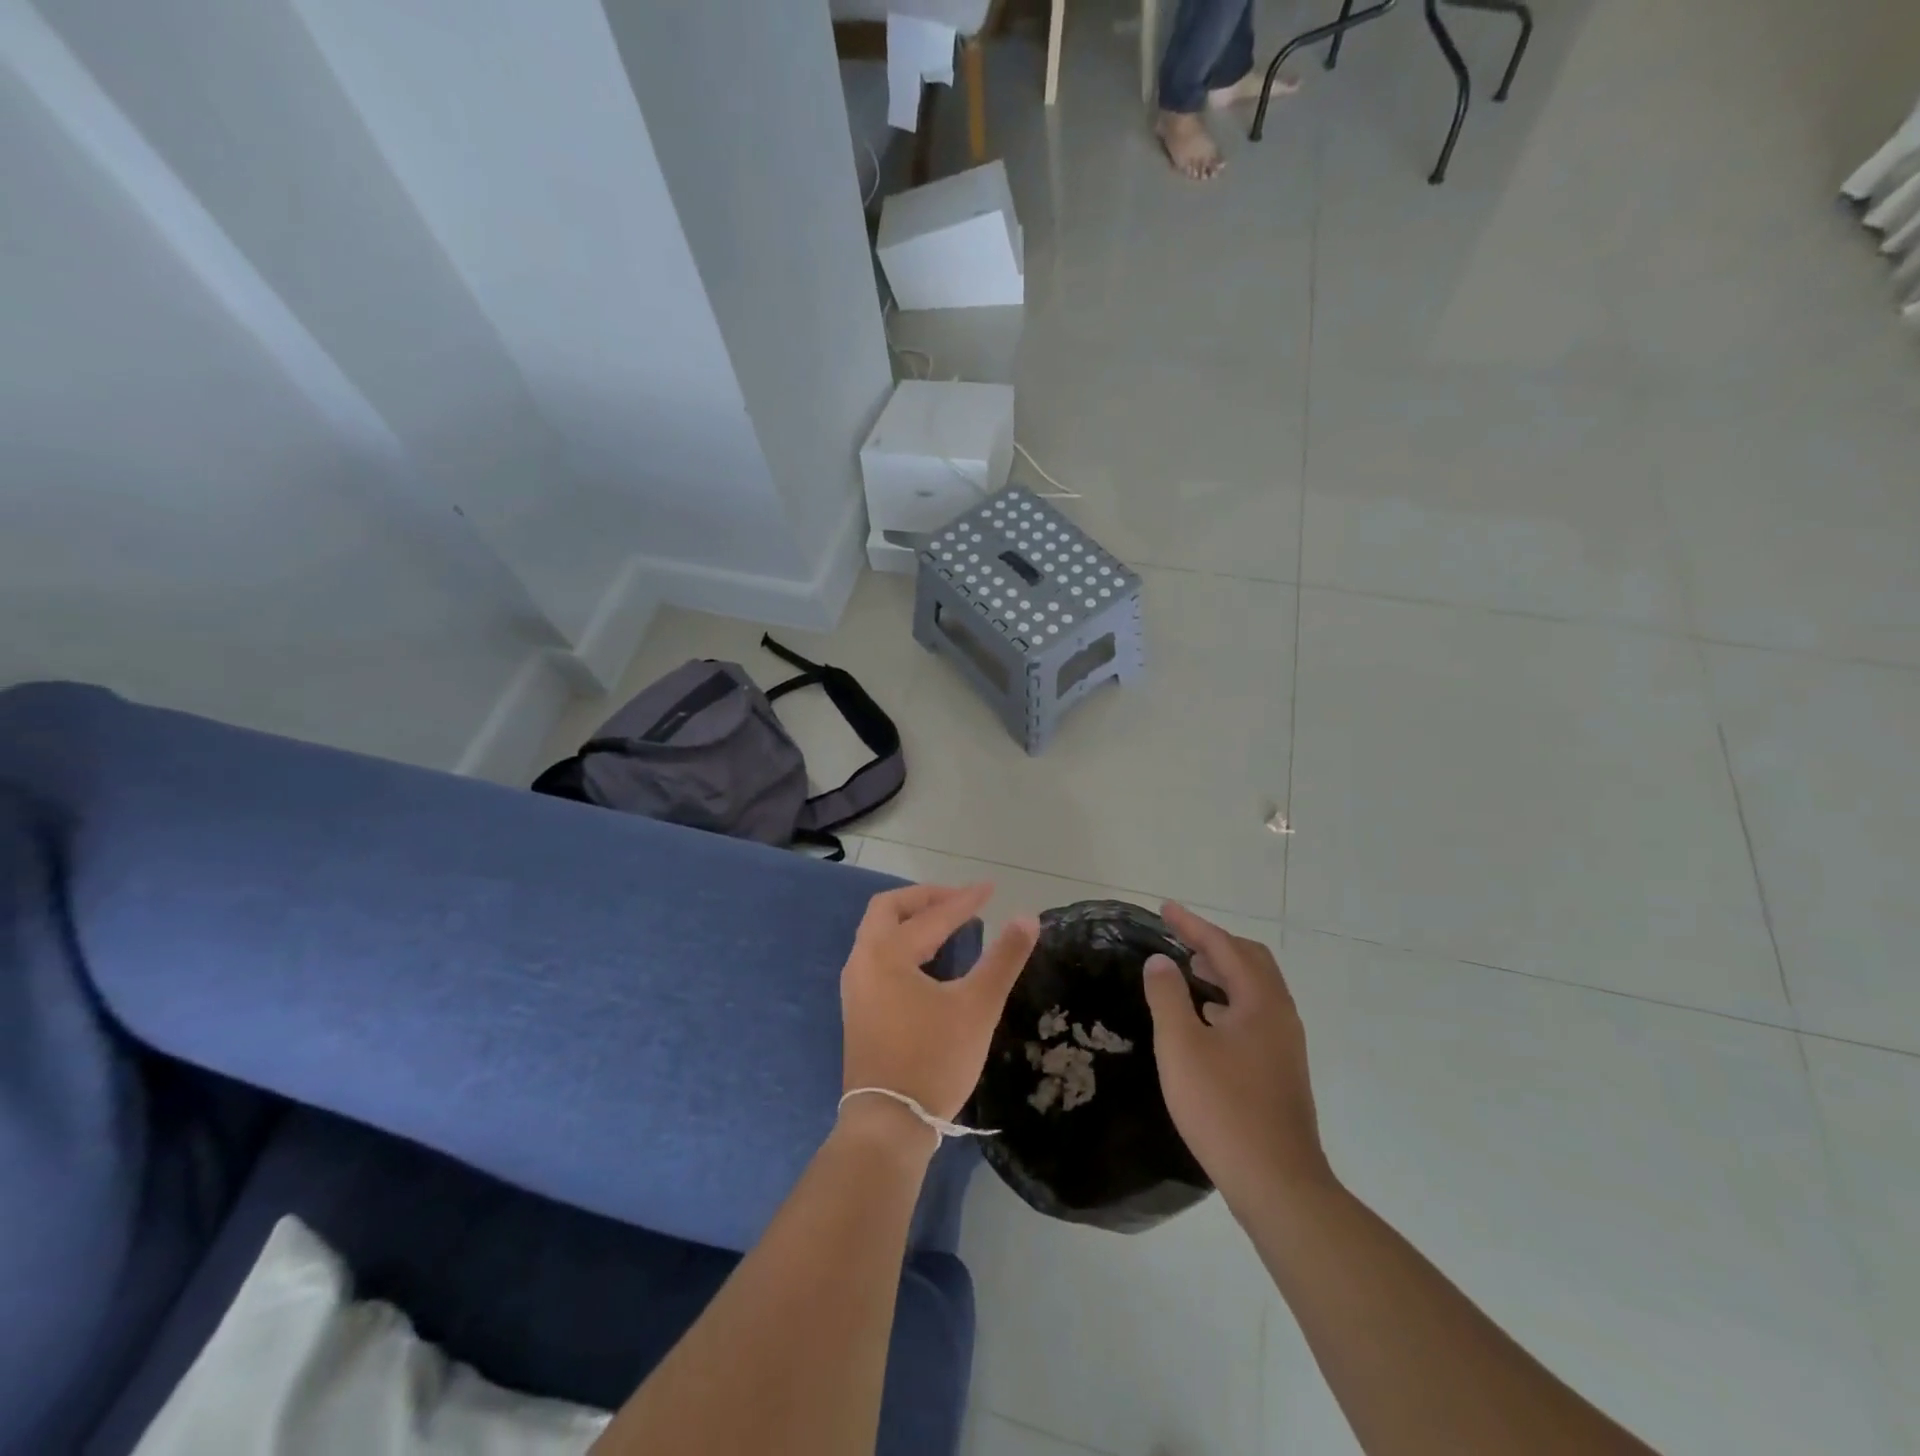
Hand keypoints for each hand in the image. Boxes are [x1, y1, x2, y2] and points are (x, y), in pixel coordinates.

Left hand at [840, 883, 1038, 1127]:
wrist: (889, 1123)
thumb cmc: (934, 1060)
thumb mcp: (978, 1006)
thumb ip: (1003, 958)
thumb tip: (1027, 917)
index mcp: (887, 953)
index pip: (932, 916)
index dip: (965, 900)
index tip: (992, 890)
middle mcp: (863, 960)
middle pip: (888, 909)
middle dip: (926, 899)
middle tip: (959, 901)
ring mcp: (855, 986)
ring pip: (878, 933)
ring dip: (911, 920)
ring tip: (948, 926)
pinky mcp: (857, 1008)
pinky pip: (877, 955)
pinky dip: (902, 943)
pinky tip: (928, 961)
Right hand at [1143, 903, 1333, 1205]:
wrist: (1278, 1184)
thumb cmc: (1223, 1108)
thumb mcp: (1181, 1046)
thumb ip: (1167, 996)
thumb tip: (1160, 961)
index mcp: (1260, 1002)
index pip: (1225, 946)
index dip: (1192, 925)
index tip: (1164, 909)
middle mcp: (1280, 1015)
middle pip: (1250, 961)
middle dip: (1213, 943)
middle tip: (1178, 938)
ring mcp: (1285, 1044)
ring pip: (1254, 989)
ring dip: (1222, 971)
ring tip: (1187, 971)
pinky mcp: (1281, 1069)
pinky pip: (1254, 1014)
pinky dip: (1228, 1000)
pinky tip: (1205, 1020)